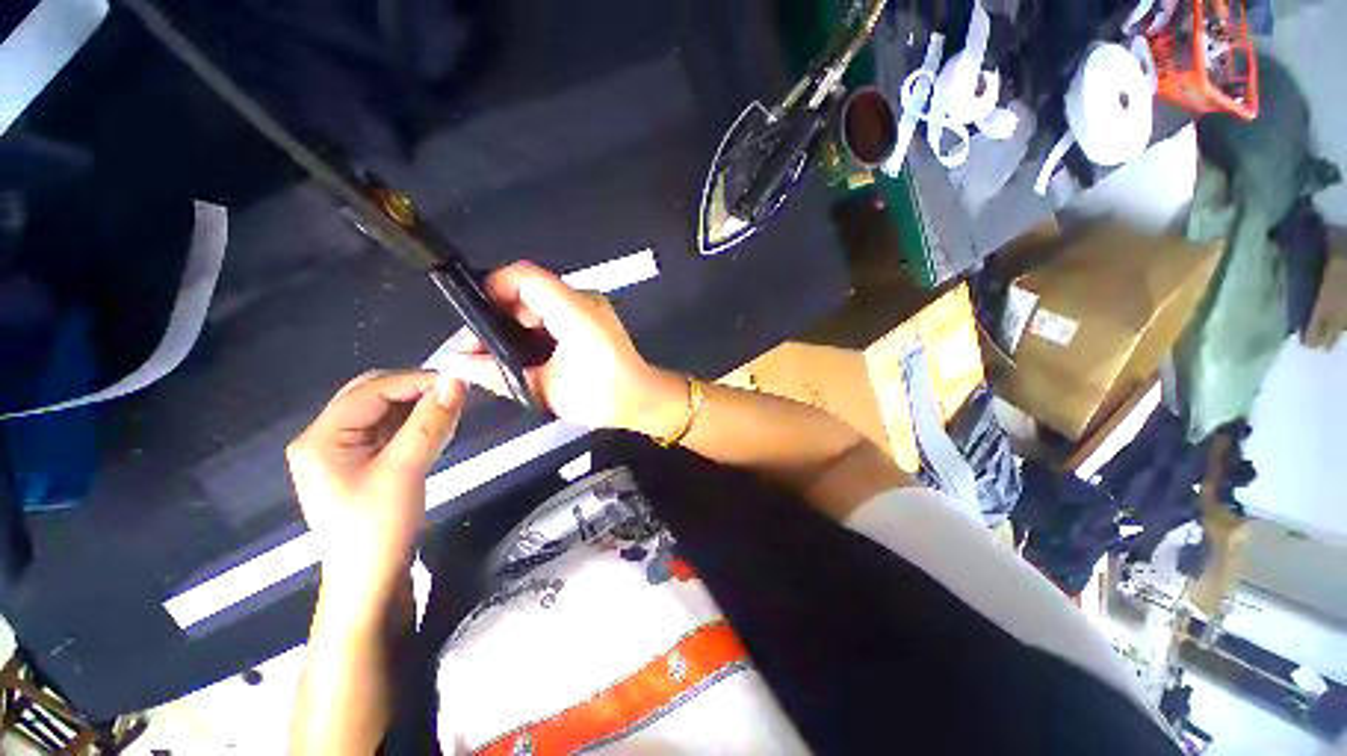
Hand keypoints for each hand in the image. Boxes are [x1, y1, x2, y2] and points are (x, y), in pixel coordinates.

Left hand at [286, 371, 464, 616]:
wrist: (369, 580)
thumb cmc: (378, 527)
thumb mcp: (405, 470)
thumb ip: (429, 422)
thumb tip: (455, 381)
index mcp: (321, 437)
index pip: (371, 390)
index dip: (416, 381)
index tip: (458, 382)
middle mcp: (325, 437)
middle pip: (372, 396)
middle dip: (415, 391)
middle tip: (455, 396)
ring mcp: (341, 451)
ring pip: (383, 412)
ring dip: (418, 408)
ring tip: (451, 412)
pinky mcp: (359, 463)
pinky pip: (388, 431)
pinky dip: (415, 425)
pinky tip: (437, 429)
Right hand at [437, 261, 686, 434]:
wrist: (643, 399)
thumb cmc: (603, 396)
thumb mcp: (547, 388)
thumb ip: (498, 373)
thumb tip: (457, 363)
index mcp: (575, 310)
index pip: (525, 276)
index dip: (492, 287)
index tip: (472, 317)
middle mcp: (584, 300)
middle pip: (528, 290)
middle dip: (498, 315)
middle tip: (478, 348)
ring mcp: (590, 307)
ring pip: (539, 303)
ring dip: (514, 325)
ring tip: (496, 355)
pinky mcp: (592, 318)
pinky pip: (554, 313)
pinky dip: (533, 329)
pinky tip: (523, 353)